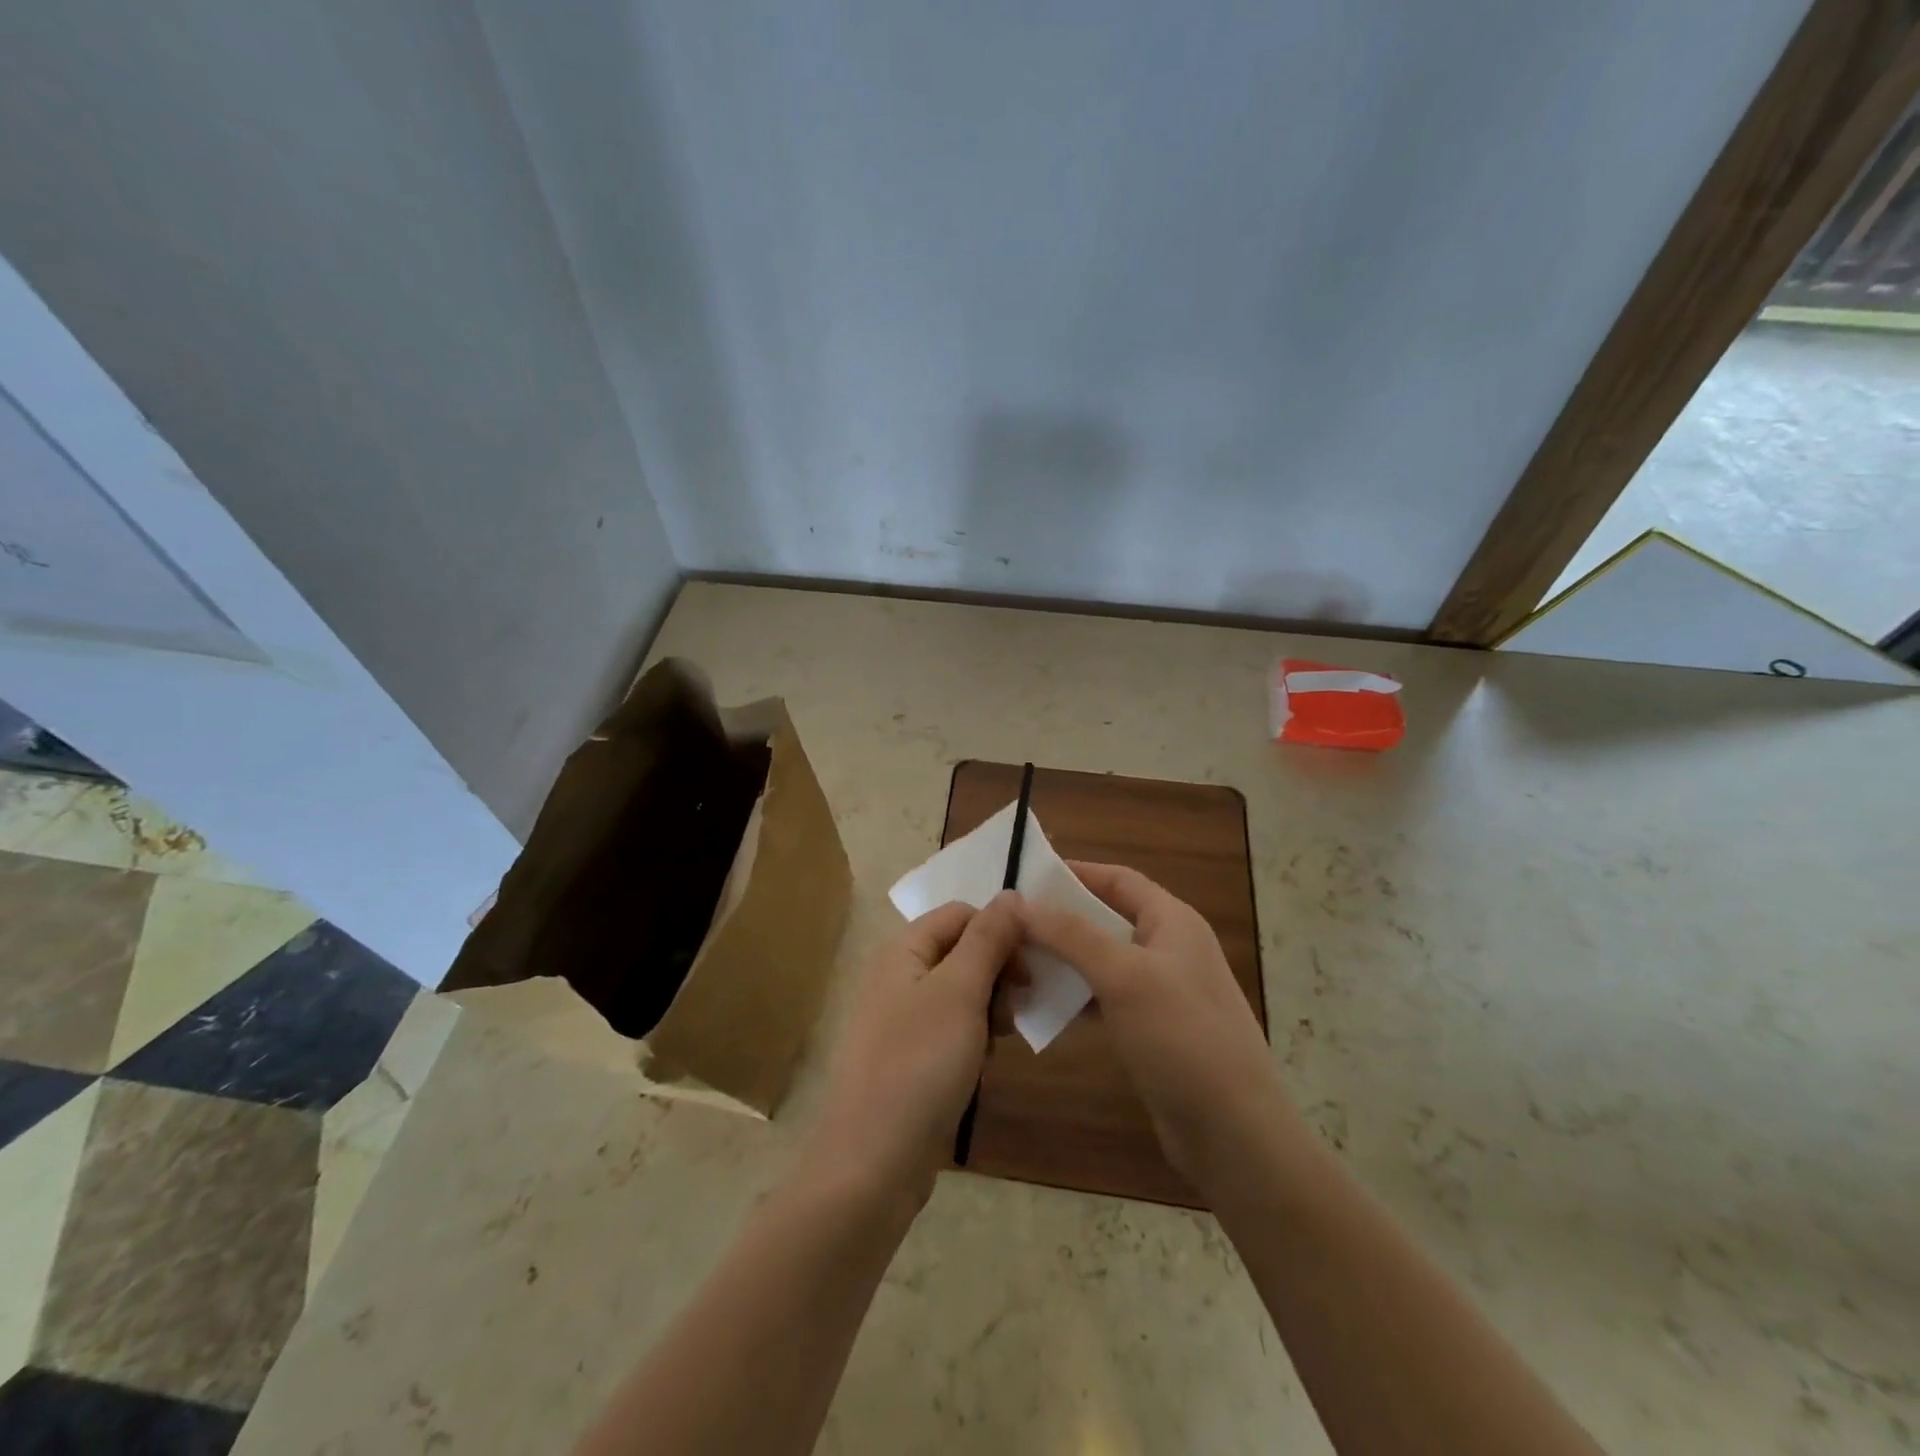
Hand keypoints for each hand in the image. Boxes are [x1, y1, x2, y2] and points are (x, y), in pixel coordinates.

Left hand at [804, 893, 1023, 1206]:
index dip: (1000, 930)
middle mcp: (899, 975)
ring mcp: (903, 1018)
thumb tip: (1011, 893)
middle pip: (963, 950)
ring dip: (991, 1007)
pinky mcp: (912, 1056)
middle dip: (998, 973)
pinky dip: (976, 1037)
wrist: (873, 1162)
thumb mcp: (960, 992)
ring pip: (963, 991)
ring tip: (1000, 1041)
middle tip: (1017, 1009)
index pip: (961, 914)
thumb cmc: (919, 1064)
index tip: (1031, 966)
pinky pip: (954, 1028)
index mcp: (903, 949)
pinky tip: (985, 1064)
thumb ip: (987, 939)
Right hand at [1018, 863, 1295, 1190]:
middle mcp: (1169, 948)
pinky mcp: (1153, 1030)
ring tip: (1015, 962)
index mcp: (1172, 921)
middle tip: (1011, 924)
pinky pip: (1106, 999)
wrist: (1234, 1132)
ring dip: (1064, 960)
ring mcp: (1162, 991)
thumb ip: (1072, 935)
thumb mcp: (1124, 976)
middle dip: (1061, 918)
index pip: (1117, 879)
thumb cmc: (1182, 1037)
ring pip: (1103, 961)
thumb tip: (1021, 903)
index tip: (1024, 878)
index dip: (1074, 873)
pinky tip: (1043, 1007)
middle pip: (1106, 918)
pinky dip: (1076, 997)